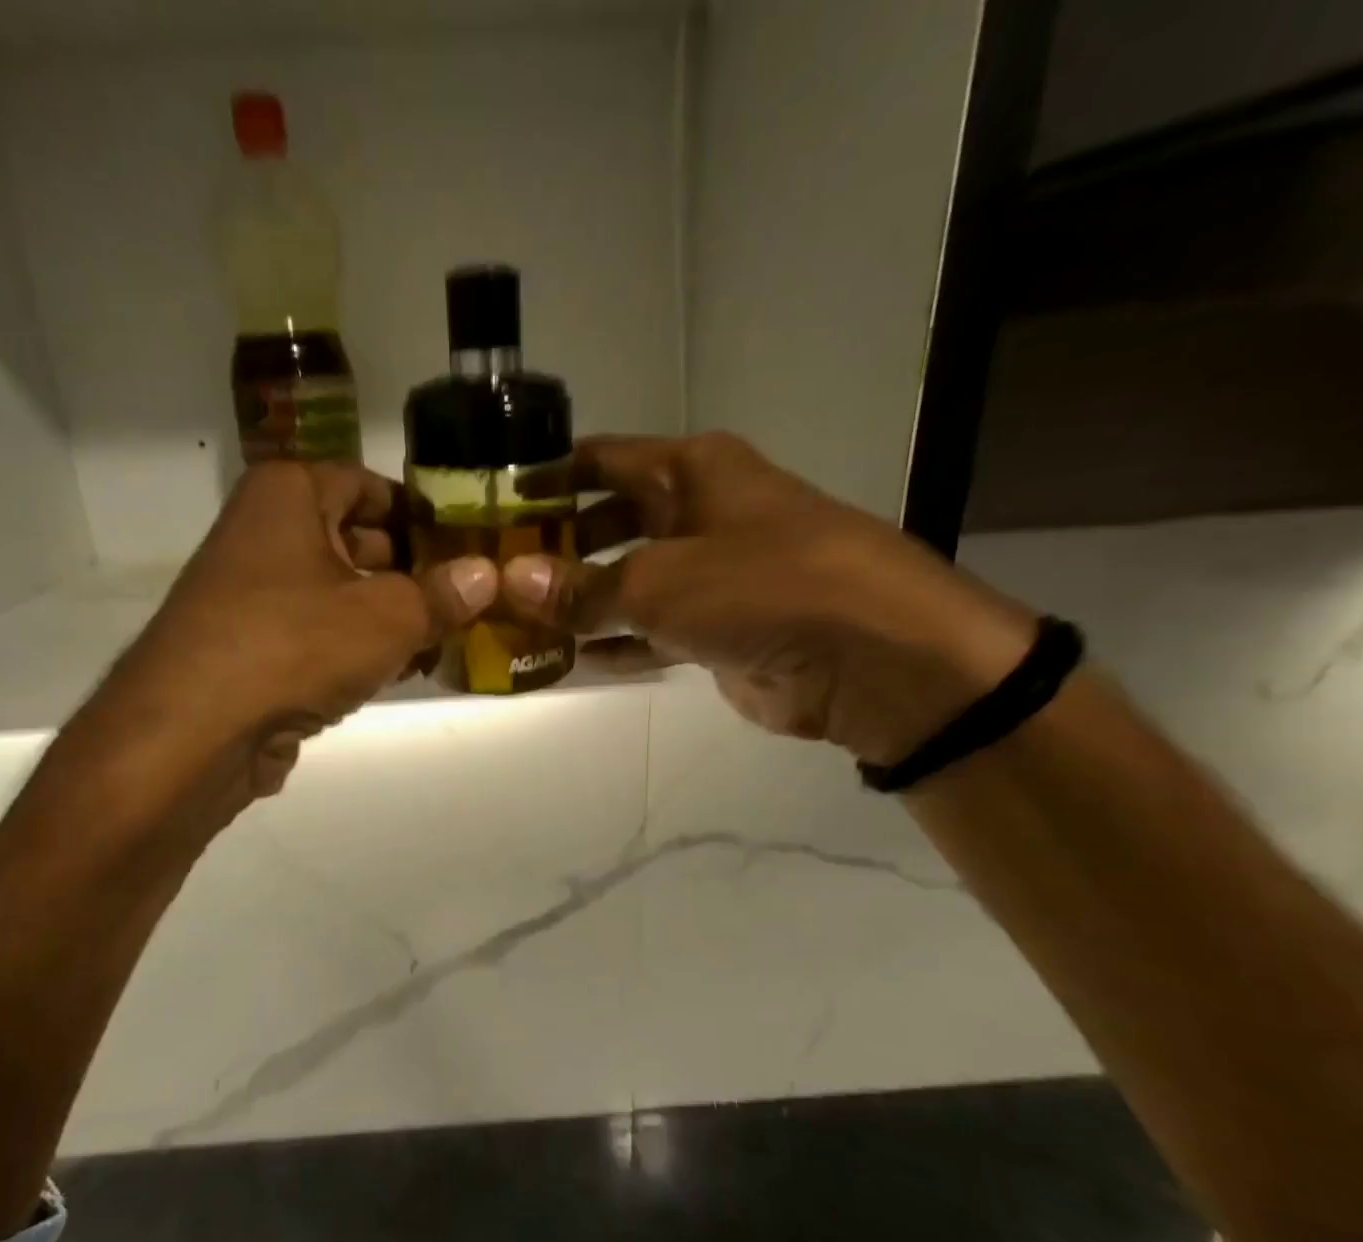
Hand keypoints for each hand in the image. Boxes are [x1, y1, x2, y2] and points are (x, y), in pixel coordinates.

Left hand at [69, 460, 494, 813]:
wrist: (194, 732)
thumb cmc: (294, 645)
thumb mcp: (387, 617)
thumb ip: (442, 594)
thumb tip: (488, 575)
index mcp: (288, 495)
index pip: (369, 484)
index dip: (421, 513)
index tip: (468, 543)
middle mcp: (263, 532)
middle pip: (356, 539)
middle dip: (412, 571)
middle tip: (468, 597)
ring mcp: (252, 594)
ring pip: (338, 593)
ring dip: (388, 617)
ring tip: (445, 638)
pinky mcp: (251, 648)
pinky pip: (317, 635)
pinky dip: (355, 649)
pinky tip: (398, 672)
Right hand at [501, 433, 1035, 764]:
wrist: (871, 659)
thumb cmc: (765, 587)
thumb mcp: (662, 581)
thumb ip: (584, 587)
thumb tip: (511, 583)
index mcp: (691, 471)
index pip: (599, 460)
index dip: (545, 478)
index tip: (491, 504)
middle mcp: (698, 513)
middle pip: (608, 521)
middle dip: (556, 548)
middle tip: (496, 575)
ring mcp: (709, 575)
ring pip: (626, 581)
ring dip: (578, 602)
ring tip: (517, 622)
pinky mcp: (716, 631)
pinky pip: (649, 632)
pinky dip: (613, 644)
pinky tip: (568, 661)